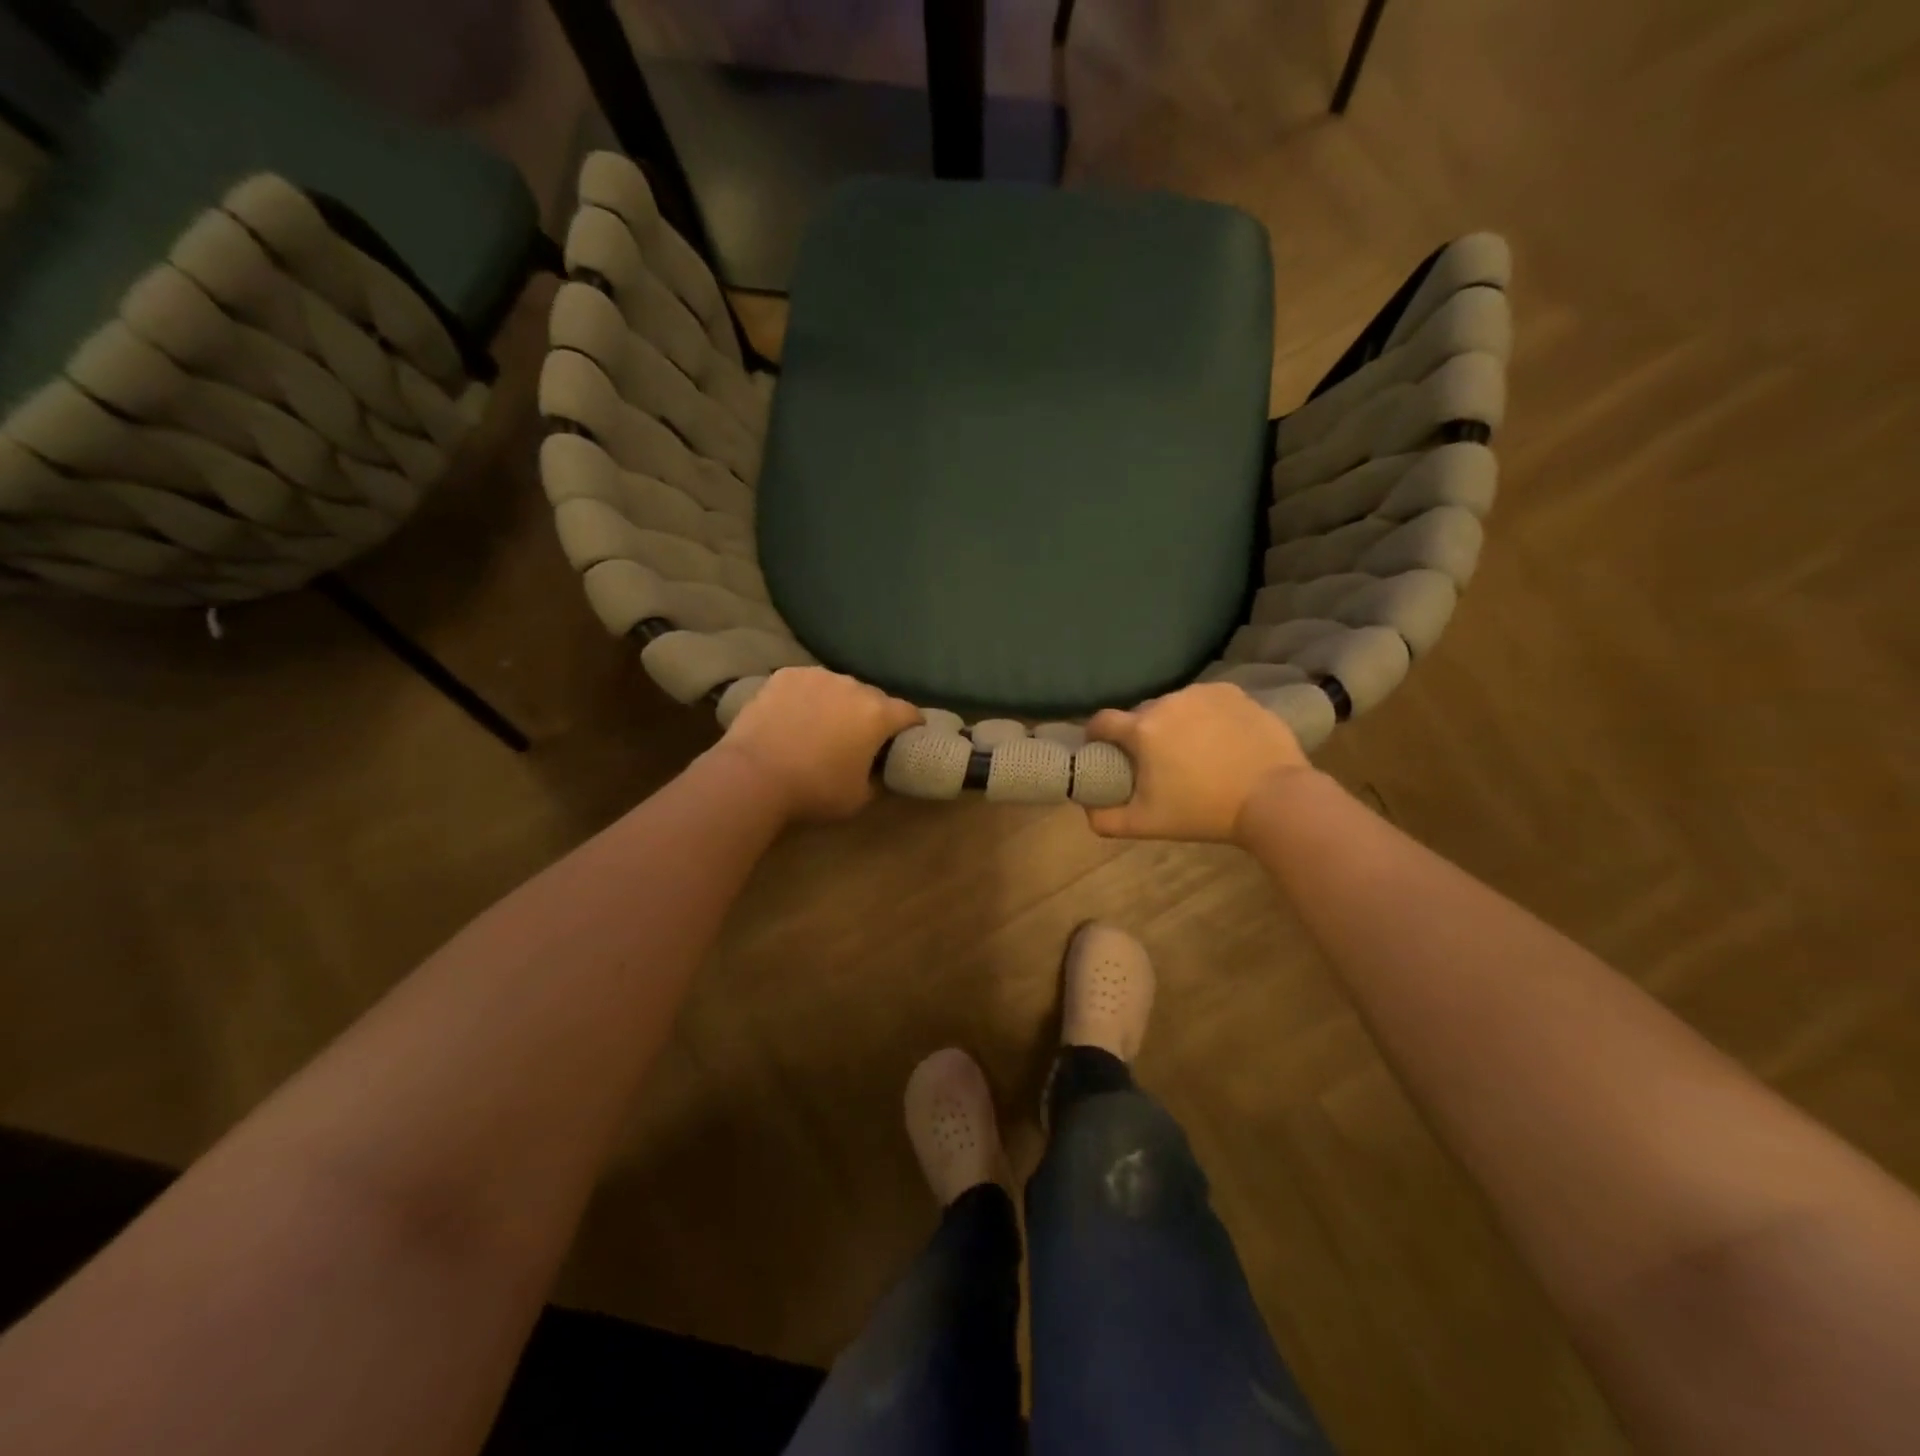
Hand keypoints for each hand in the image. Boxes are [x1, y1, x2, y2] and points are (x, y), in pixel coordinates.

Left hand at [714, 667, 921, 822]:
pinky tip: (794, 715)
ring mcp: (817, 676)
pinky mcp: (785, 675)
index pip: (909, 713)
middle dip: (872, 714)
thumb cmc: (814, 790)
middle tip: (859, 737)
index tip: (908, 737)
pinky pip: (807, 684)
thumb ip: (877, 778)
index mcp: (878, 714)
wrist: (753, 774)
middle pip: (874, 697)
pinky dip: (807, 696)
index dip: (912, 725)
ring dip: (839, 702)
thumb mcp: (859, 798)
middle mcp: (853, 686)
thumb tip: (878, 770)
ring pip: (839, 687)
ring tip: (822, 724)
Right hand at [1083, 683, 1311, 842]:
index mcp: (1142, 729)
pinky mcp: (1233, 693)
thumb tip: (1086, 809)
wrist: (1273, 798)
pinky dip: (1204, 716)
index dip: (1097, 735)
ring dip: (1174, 723)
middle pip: (1140, 714)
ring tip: (1192, 750)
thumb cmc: (1203, 811)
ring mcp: (1202, 693)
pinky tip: (1219, 739)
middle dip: (1141, 734)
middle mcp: (1167, 702)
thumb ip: (1106, 819)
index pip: (1102, 721)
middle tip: (1156, 761)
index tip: (1103, 750)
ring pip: (1174, 706)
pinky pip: (1205, 701)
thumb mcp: (1147, 824)